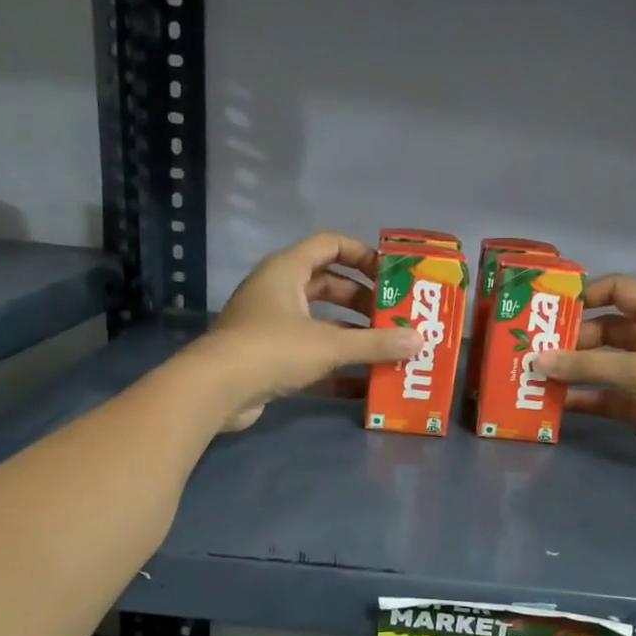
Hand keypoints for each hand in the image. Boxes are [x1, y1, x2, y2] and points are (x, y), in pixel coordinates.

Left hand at [199, 232, 419, 430]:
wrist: (216, 391)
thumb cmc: (273, 349)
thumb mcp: (330, 344)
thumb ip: (375, 343)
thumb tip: (419, 340)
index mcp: (288, 270)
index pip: (330, 245)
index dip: (362, 254)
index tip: (391, 275)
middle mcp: (278, 292)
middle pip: (328, 286)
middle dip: (363, 302)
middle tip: (394, 316)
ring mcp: (271, 326)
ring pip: (320, 323)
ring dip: (352, 336)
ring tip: (387, 349)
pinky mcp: (268, 358)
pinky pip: (310, 356)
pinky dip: (335, 367)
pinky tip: (364, 386)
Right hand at [536, 275, 635, 470]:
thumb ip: (589, 367)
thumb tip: (538, 360)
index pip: (618, 290)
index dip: (587, 294)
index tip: (553, 308)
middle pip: (604, 331)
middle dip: (571, 339)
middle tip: (536, 350)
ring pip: (602, 366)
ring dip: (574, 371)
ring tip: (537, 376)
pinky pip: (606, 397)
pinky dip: (585, 400)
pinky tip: (557, 405)